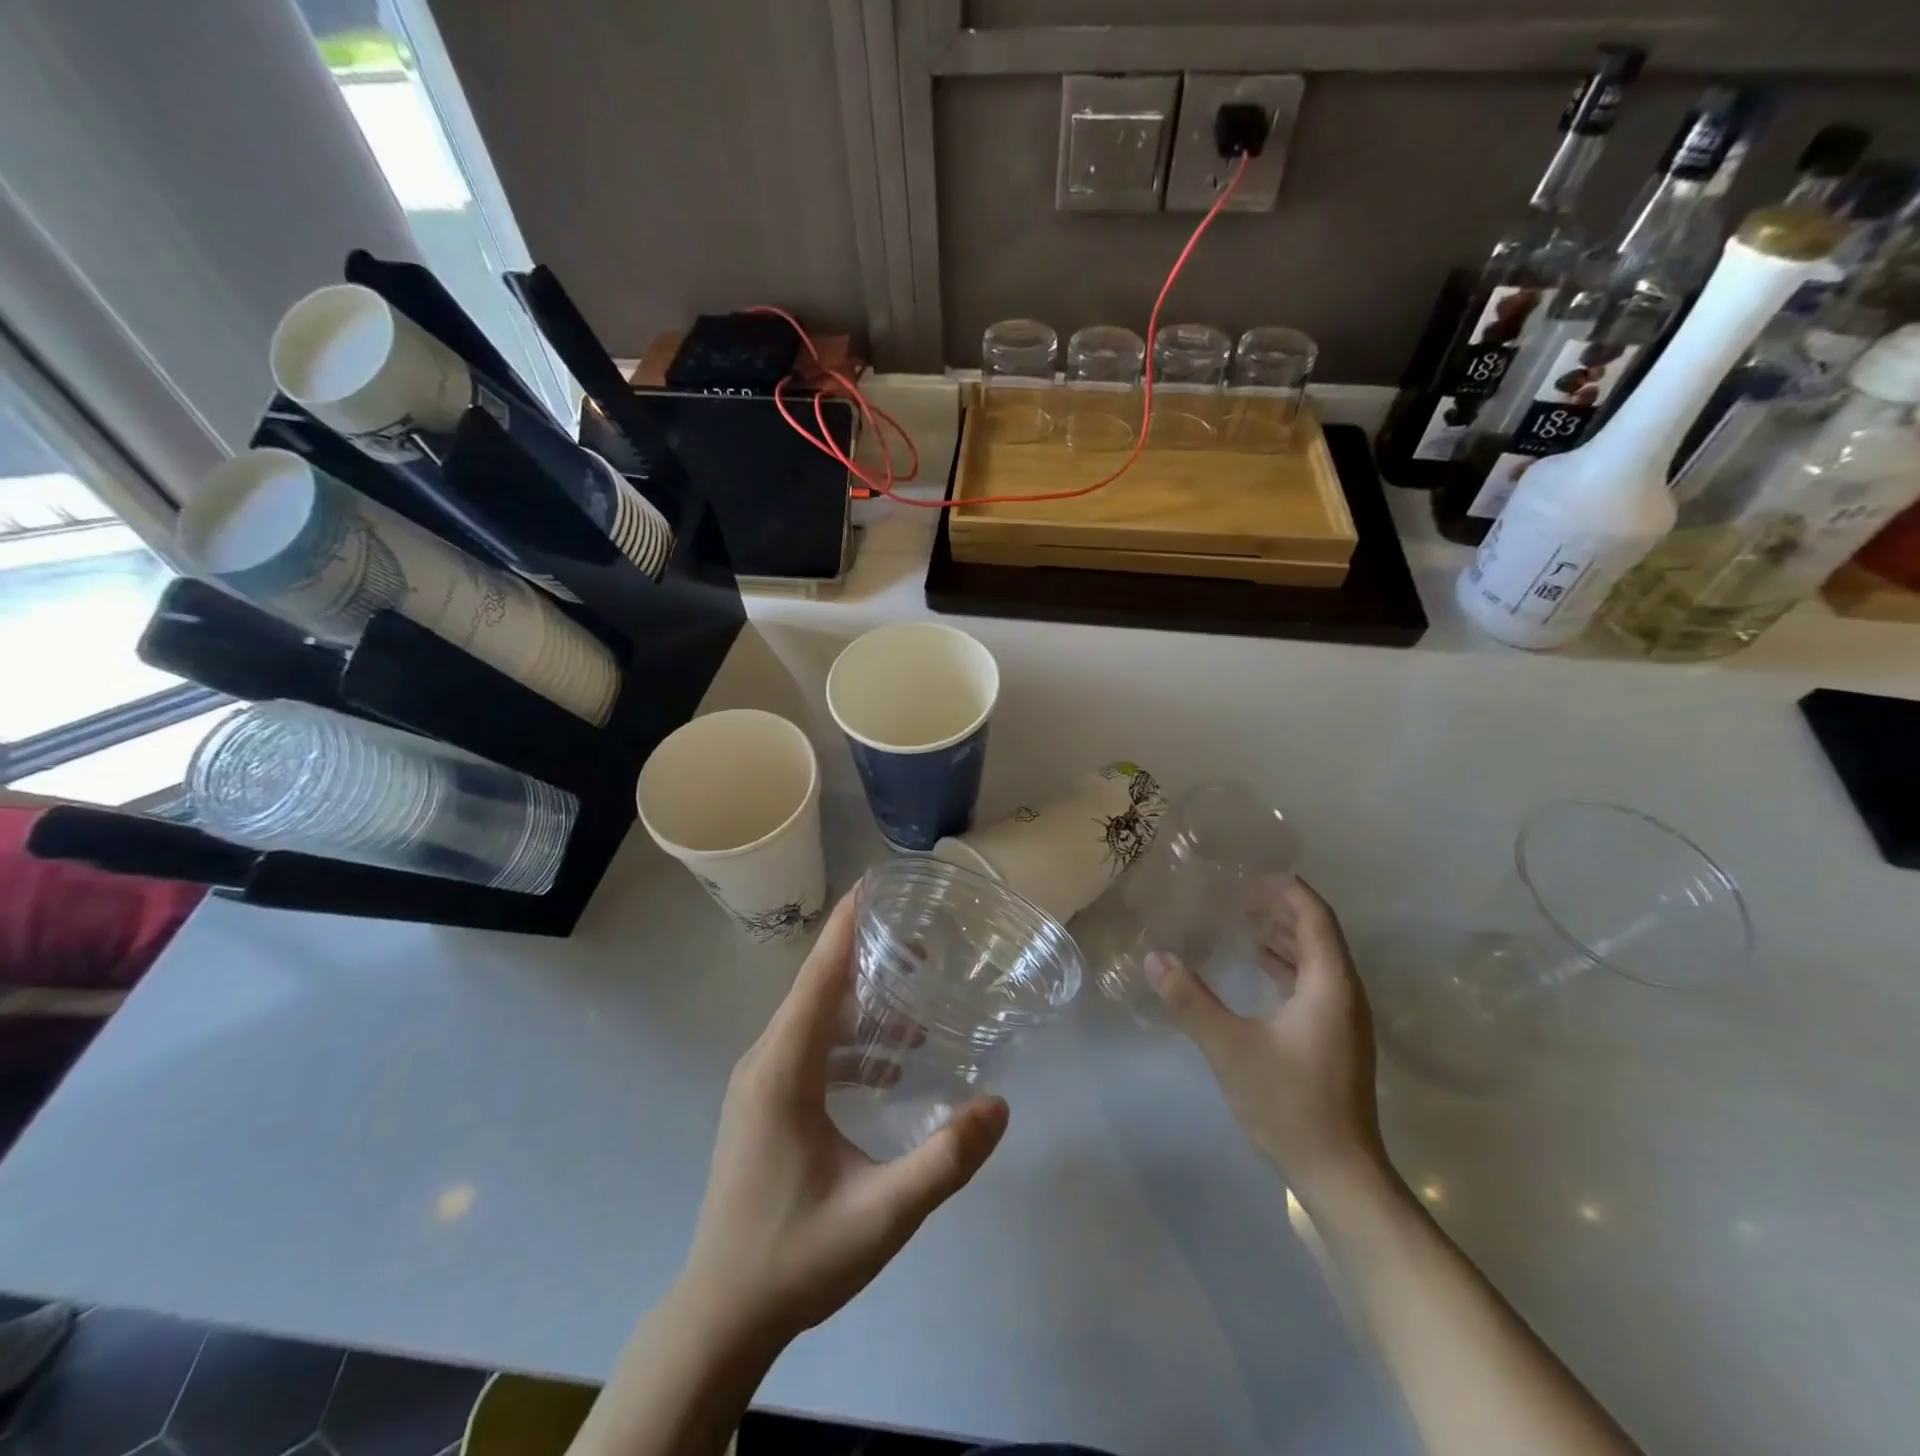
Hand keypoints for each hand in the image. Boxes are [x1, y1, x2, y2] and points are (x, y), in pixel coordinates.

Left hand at [677, 888, 1008, 1350]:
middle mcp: (764, 1062)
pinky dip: (850, 1042)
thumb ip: (944, 1161)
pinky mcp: (765, 1102)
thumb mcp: (882, 1215)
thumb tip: (999, 1105)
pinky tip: (890, 1065)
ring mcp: (760, 1082)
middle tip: (922, 942)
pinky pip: (810, 1049)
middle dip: (866, 958)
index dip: (846, 929)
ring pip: (814, 1019)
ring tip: (918, 999)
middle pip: (817, 990)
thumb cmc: (797, 1259)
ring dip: (862, 1004)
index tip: (876, 885)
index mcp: (782, 1072)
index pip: (817, 979)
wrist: (722, 1316)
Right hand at [1146, 877, 1387, 1202]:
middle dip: (1280, 908)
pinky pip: (1314, 982)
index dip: (1285, 891)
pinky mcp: (1335, 1039)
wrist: (1339, 1174)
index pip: (1315, 917)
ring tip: (1242, 921)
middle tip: (1236, 894)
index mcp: (1330, 985)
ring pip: (1317, 959)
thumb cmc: (1289, 1103)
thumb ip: (1190, 999)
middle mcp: (1344, 994)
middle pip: (1318, 933)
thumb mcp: (1229, 1047)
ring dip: (1283, 936)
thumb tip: (1155, 956)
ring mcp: (1343, 1019)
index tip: (1247, 877)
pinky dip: (1286, 965)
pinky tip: (1258, 967)